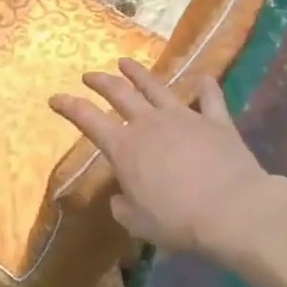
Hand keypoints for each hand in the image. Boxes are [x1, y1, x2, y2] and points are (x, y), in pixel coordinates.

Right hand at [50, 59, 280, 260]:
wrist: (231, 210)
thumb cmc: (178, 220)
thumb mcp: (138, 223)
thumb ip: (123, 207)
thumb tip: (120, 197)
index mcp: (125, 147)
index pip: (88, 119)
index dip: (68, 106)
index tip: (54, 98)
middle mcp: (150, 123)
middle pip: (119, 92)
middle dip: (101, 81)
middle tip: (90, 75)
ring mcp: (184, 117)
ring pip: (156, 86)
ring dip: (138, 73)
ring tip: (126, 62)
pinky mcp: (216, 120)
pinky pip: (210, 97)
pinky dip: (205, 86)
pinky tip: (203, 78)